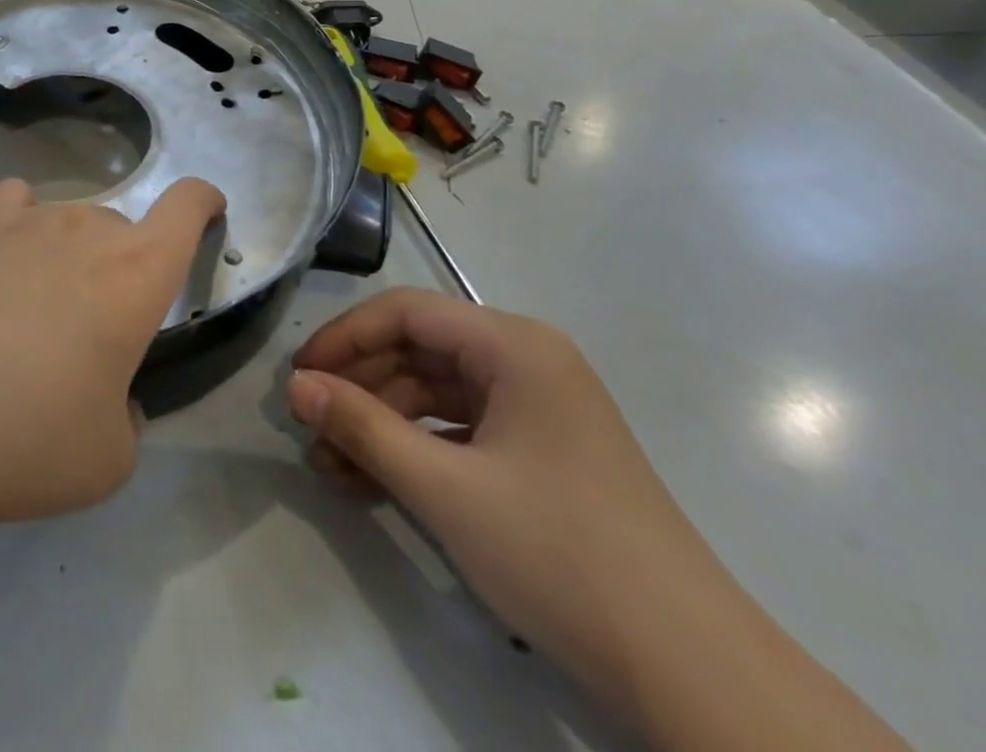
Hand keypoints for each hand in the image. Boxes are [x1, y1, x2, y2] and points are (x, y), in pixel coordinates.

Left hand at [0, 176, 224, 531]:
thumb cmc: (20, 437)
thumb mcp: (105, 462)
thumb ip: (125, 421)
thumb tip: (106, 396)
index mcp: (137, 274)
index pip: (188, 205)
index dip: (205, 202)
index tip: (208, 213)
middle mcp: (87, 230)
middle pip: (123, 227)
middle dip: (123, 268)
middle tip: (91, 336)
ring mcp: (25, 221)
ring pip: (70, 222)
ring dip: (69, 259)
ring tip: (33, 317)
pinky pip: (14, 207)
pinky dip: (20, 229)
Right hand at [286, 289, 734, 701]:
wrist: (690, 672)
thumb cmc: (560, 554)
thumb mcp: (446, 489)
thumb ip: (363, 428)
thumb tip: (295, 387)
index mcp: (513, 344)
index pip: (405, 312)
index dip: (344, 337)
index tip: (299, 378)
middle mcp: (526, 360)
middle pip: (419, 351)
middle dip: (360, 388)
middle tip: (309, 428)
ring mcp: (536, 407)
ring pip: (435, 394)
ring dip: (381, 425)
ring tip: (330, 467)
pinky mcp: (540, 451)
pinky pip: (460, 431)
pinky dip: (416, 451)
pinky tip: (373, 484)